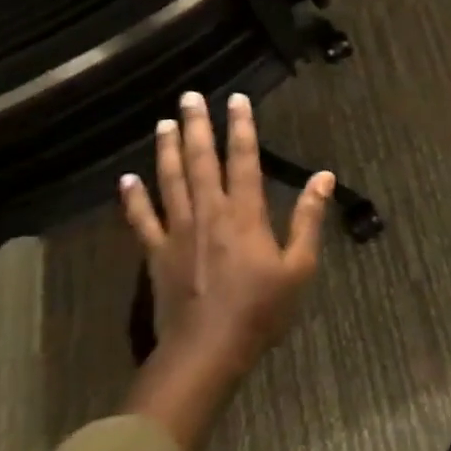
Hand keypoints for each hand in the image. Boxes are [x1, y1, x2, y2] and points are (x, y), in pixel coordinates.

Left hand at [118, 91, 329, 450]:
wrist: (206, 354)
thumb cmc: (260, 311)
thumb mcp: (299, 268)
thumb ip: (309, 219)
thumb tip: (324, 176)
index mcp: (245, 213)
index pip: (244, 159)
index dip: (241, 127)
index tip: (236, 98)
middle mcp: (209, 213)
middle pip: (200, 161)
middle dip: (196, 126)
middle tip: (189, 96)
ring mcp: (178, 233)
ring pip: (170, 181)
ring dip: (167, 150)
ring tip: (165, 122)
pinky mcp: (156, 256)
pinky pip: (142, 221)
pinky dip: (133, 199)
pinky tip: (126, 179)